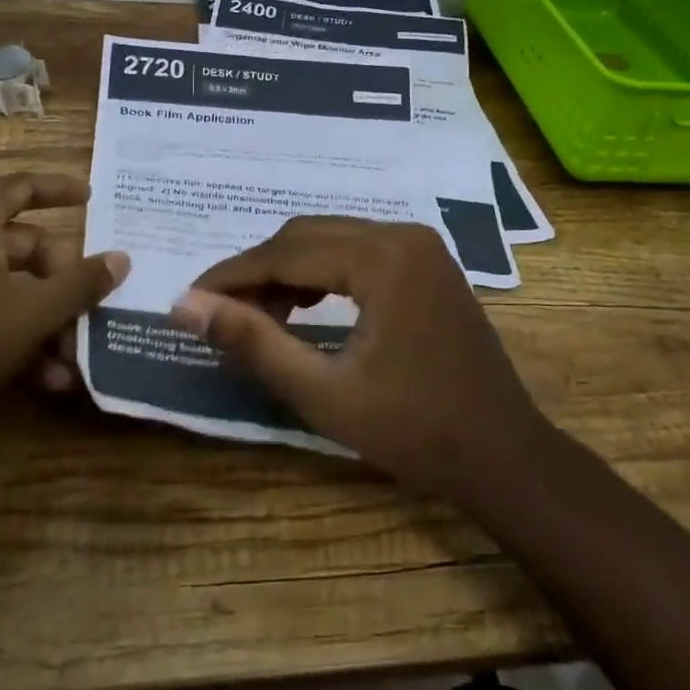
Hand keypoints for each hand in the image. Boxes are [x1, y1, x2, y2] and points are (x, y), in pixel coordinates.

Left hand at [0, 173, 127, 438]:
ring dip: (43, 320)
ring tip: (73, 360)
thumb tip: (122, 258)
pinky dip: (13, 336)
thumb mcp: (33, 313)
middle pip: (21, 245)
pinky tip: (46, 380)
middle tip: (90, 310)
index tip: (93, 197)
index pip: (21, 186)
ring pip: (4, 287)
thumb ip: (82, 283)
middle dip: (61, 283)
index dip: (61, 189)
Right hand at [171, 217, 551, 503]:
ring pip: (332, 240)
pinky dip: (324, 273)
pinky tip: (304, 308)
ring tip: (260, 318)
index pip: (286, 252)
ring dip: (289, 271)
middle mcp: (403, 234)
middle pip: (308, 236)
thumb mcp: (323, 393)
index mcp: (382, 258)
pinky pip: (359, 252)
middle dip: (259, 272)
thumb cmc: (414, 432)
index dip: (232, 275)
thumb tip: (185, 305)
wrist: (503, 454)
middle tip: (221, 315)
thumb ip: (253, 342)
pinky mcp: (428, 262)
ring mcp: (421, 246)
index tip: (188, 300)